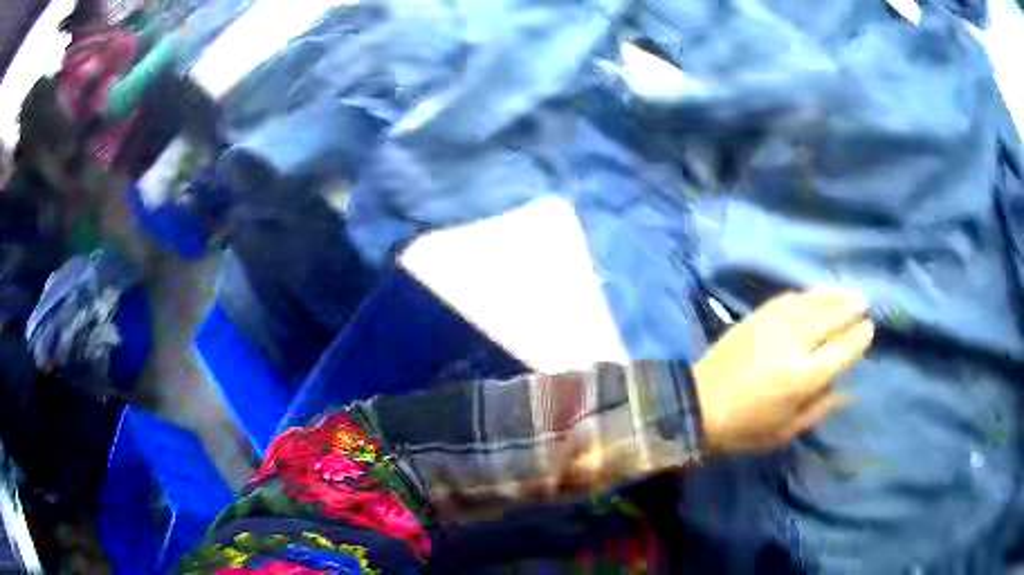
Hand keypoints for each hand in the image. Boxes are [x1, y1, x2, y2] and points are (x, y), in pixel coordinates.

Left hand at [693, 289, 873, 453]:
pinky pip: (787, 299)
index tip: (869, 328)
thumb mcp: (786, 431)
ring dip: (833, 295)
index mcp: (802, 378)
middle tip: (864, 302)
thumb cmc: (743, 429)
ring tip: (848, 292)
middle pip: (831, 319)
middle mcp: (793, 345)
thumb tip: (850, 391)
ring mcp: (772, 325)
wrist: (696, 405)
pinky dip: (805, 295)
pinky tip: (814, 294)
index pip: (842, 351)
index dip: (859, 338)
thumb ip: (820, 408)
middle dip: (850, 309)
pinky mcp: (755, 317)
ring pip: (811, 303)